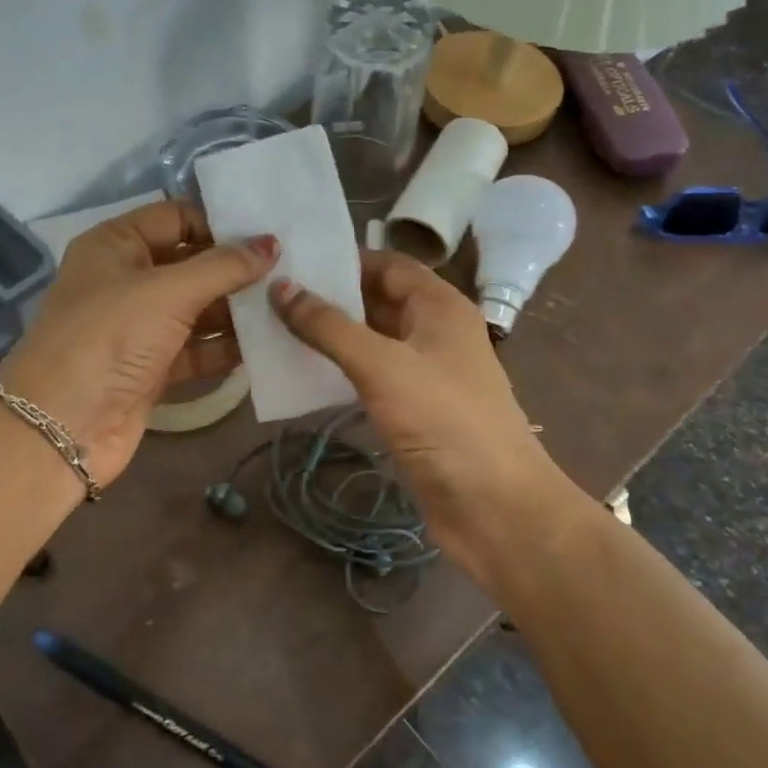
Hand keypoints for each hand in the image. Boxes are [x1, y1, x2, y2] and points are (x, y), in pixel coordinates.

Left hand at [0, 202, 275, 487]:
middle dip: (234, 270)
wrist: (62, 427)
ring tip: (287, 305)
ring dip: (236, 310)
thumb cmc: (110, 338)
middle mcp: (125, 280)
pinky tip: (266, 344)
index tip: (267, 236)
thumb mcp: (167, 292)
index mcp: (115, 245)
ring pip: (196, 309)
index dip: (219, 224)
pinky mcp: (151, 367)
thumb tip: (271, 244)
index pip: (175, 218)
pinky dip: (225, 347)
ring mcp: (138, 327)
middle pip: (190, 264)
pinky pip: (196, 348)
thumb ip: (223, 267)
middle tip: (289, 270)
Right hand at [271, 250, 559, 576]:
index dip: (343, 258)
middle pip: (377, 300)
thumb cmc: (445, 422)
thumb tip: (281, 287)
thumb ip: (329, 326)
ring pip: (371, 340)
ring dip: (330, 335)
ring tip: (274, 326)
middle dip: (330, 296)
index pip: (387, 264)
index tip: (292, 260)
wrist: (495, 509)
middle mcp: (434, 332)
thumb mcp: (382, 366)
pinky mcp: (413, 411)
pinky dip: (339, 370)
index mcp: (440, 307)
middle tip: (271, 293)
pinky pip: (370, 377)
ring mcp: (424, 374)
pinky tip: (301, 372)